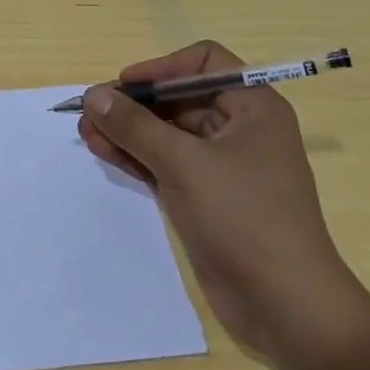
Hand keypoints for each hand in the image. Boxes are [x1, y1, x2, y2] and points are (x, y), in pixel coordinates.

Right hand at [78, 41, 369, 365]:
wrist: (285, 306)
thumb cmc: (243, 218)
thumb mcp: (184, 163)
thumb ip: (135, 126)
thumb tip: (93, 94)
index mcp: (253, 107)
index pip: (204, 63)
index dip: (161, 68)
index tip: (124, 86)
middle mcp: (240, 130)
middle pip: (179, 98)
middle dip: (134, 104)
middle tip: (90, 112)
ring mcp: (222, 166)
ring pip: (167, 133)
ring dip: (128, 131)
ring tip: (85, 132)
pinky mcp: (206, 198)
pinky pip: (165, 164)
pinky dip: (136, 156)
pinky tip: (103, 152)